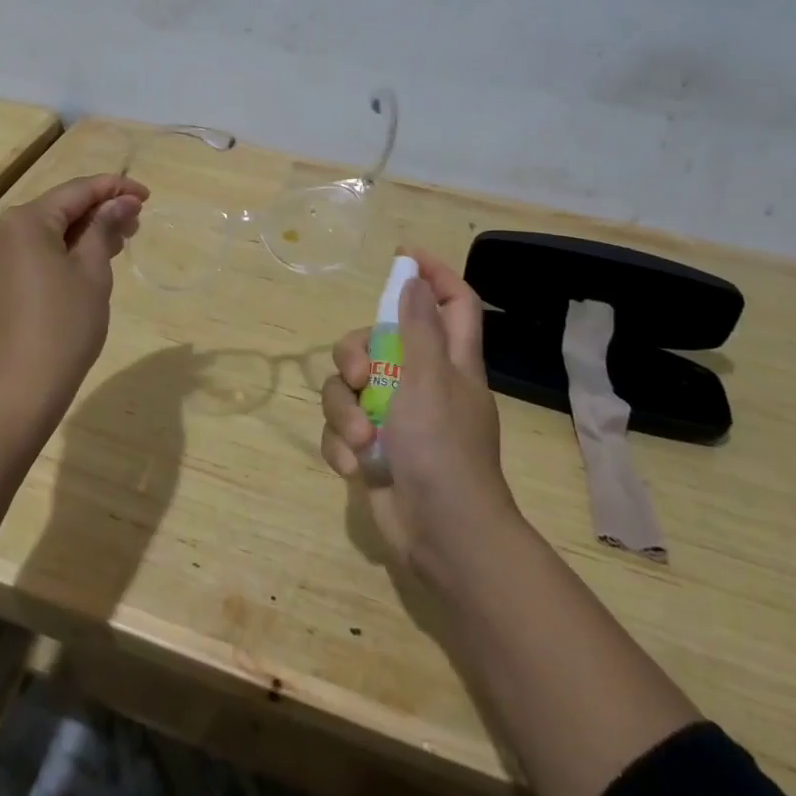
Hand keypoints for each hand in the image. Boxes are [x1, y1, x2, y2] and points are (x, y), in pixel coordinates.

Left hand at [0, 172, 146, 433]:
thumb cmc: (63, 327)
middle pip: (56, 209)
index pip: (76, 191)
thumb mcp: (93, 272)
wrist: (15, 393)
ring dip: (79, 233)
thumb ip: (105, 228)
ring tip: (118, 243)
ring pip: (42, 231)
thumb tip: (121, 201)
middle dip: (97, 213)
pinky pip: (28, 252)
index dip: (114, 189)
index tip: (147, 196)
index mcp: (22, 221)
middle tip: (135, 225)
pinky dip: (58, 251)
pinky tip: (86, 261)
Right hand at [320, 247, 515, 584]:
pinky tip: (355, 466)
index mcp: (450, 362)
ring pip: (347, 386)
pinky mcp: (371, 449)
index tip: (402, 258)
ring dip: (346, 412)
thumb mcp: (430, 379)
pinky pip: (341, 428)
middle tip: (358, 375)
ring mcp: (394, 417)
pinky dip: (342, 444)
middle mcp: (421, 383)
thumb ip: (417, 327)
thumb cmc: (443, 449)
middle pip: (376, 340)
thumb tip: (413, 281)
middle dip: (356, 353)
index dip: (433, 275)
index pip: (453, 303)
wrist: (442, 537)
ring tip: (362, 440)